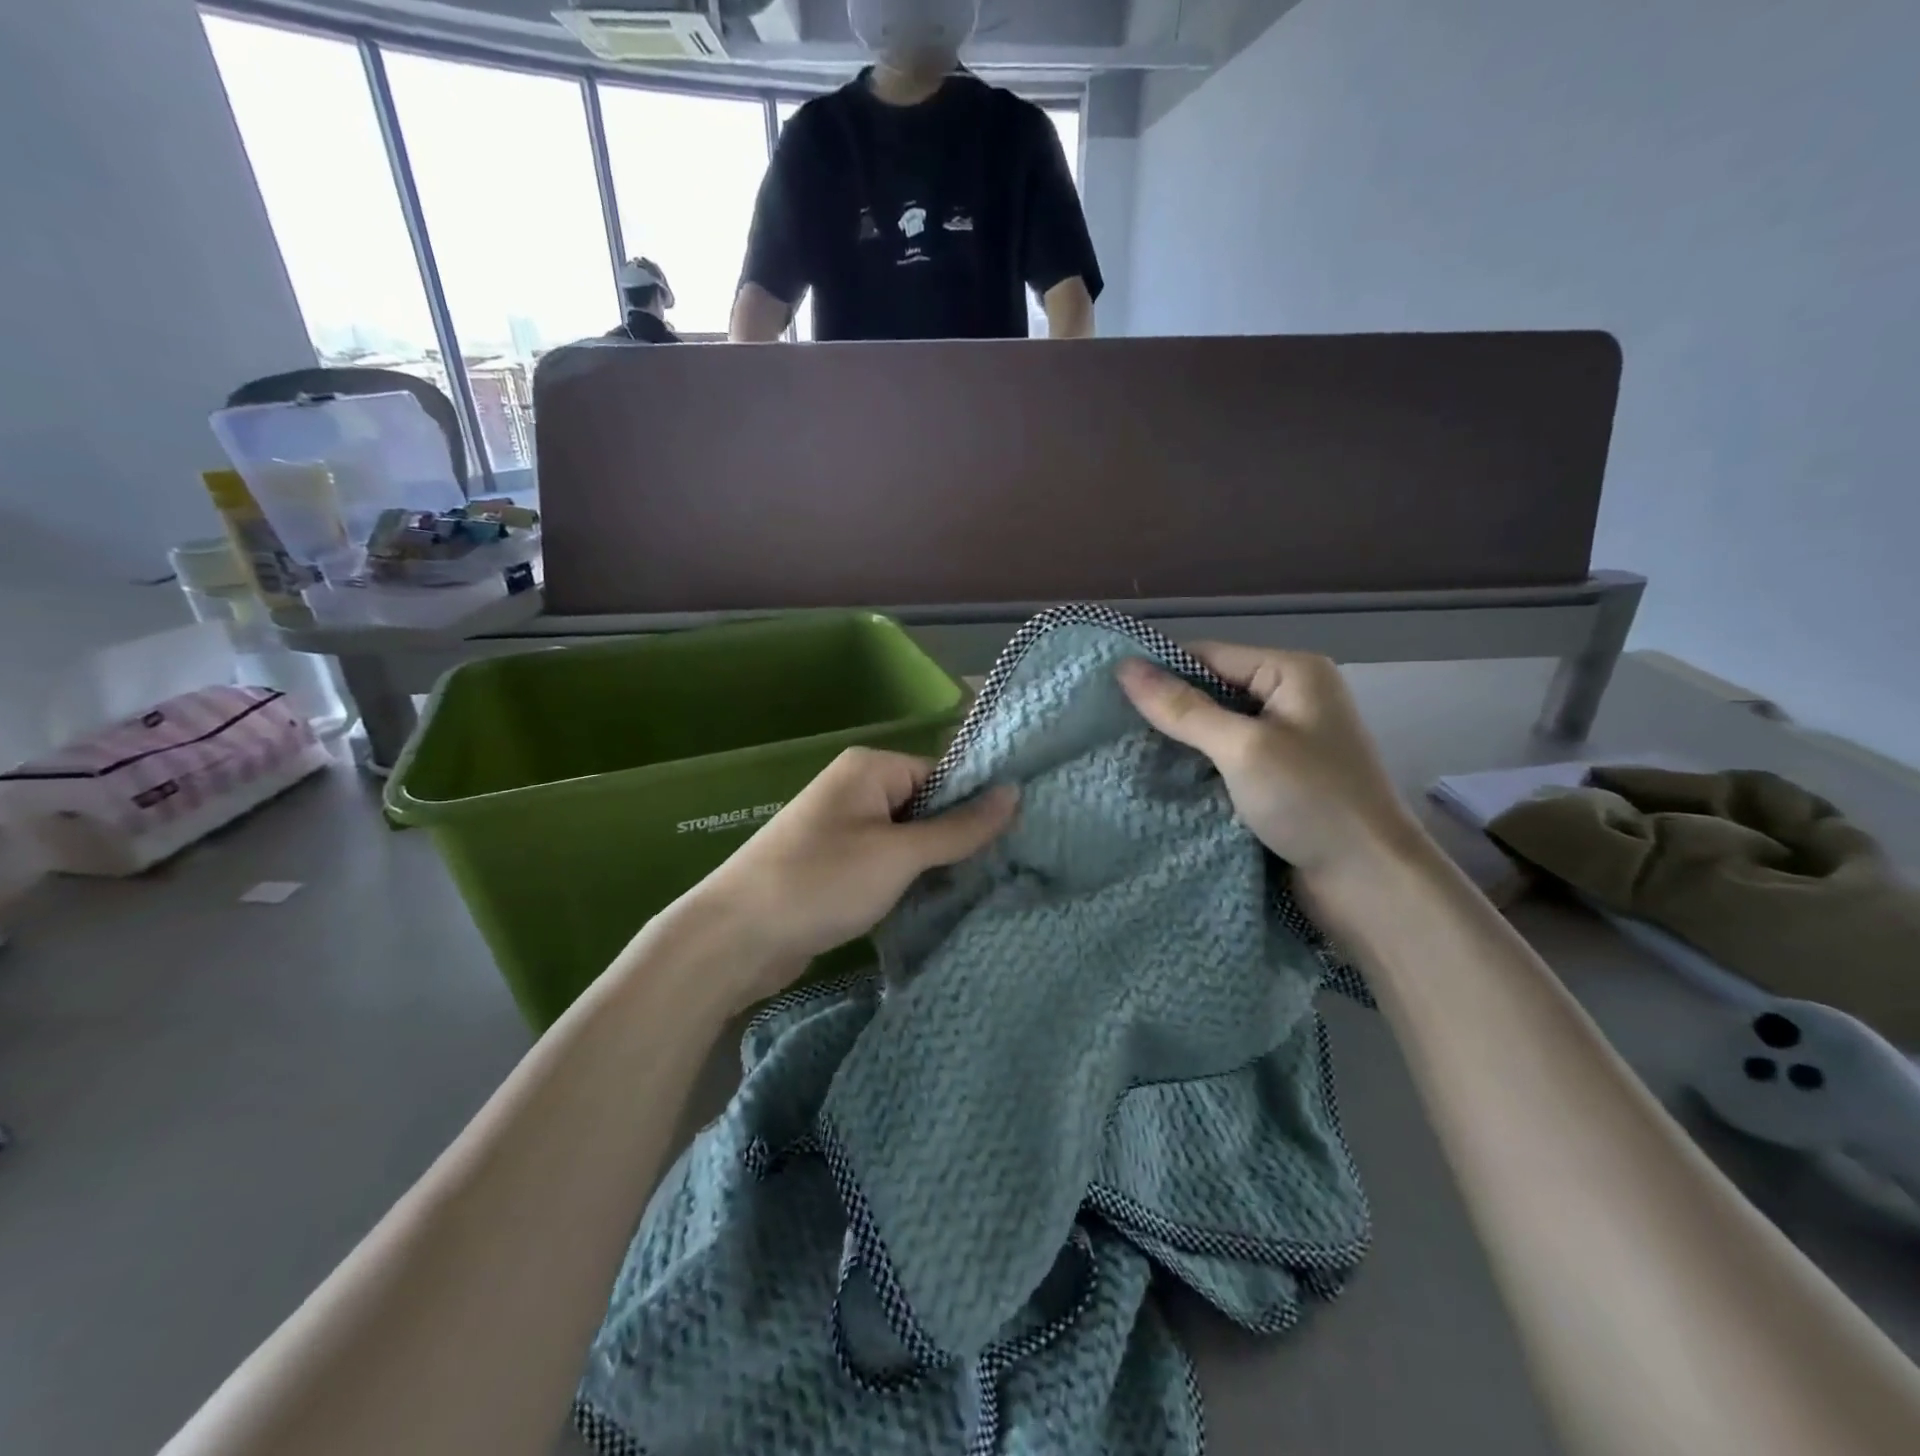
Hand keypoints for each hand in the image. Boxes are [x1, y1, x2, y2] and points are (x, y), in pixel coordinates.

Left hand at [689, 748, 1018, 1009]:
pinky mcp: (836, 866)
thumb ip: (958, 827)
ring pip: (908, 840)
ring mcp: (844, 829)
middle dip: (957, 839)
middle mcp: (857, 790)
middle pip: (927, 806)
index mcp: (870, 768)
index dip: (976, 806)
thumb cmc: (821, 882)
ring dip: (934, 865)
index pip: (943, 774)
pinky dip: (908, 881)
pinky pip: (886, 864)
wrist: (735, 938)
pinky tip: (937, 903)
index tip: (1016, 839)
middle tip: (1004, 870)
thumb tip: (1015, 792)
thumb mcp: (899, 854)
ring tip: (979, 890)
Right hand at [1117, 645, 1424, 884]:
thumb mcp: (1242, 748)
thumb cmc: (1311, 801)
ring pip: (1214, 729)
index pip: (1209, 655)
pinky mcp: (1276, 778)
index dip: (1159, 670)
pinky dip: (1195, 767)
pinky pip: (1224, 759)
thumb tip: (1124, 668)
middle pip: (1211, 690)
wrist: (1369, 883)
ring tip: (1120, 750)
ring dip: (1177, 743)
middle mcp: (1290, 698)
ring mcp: (1285, 741)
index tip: (1104, 689)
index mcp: (1293, 672)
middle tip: (1106, 725)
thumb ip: (1183, 709)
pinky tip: (1158, 777)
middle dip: (1166, 710)